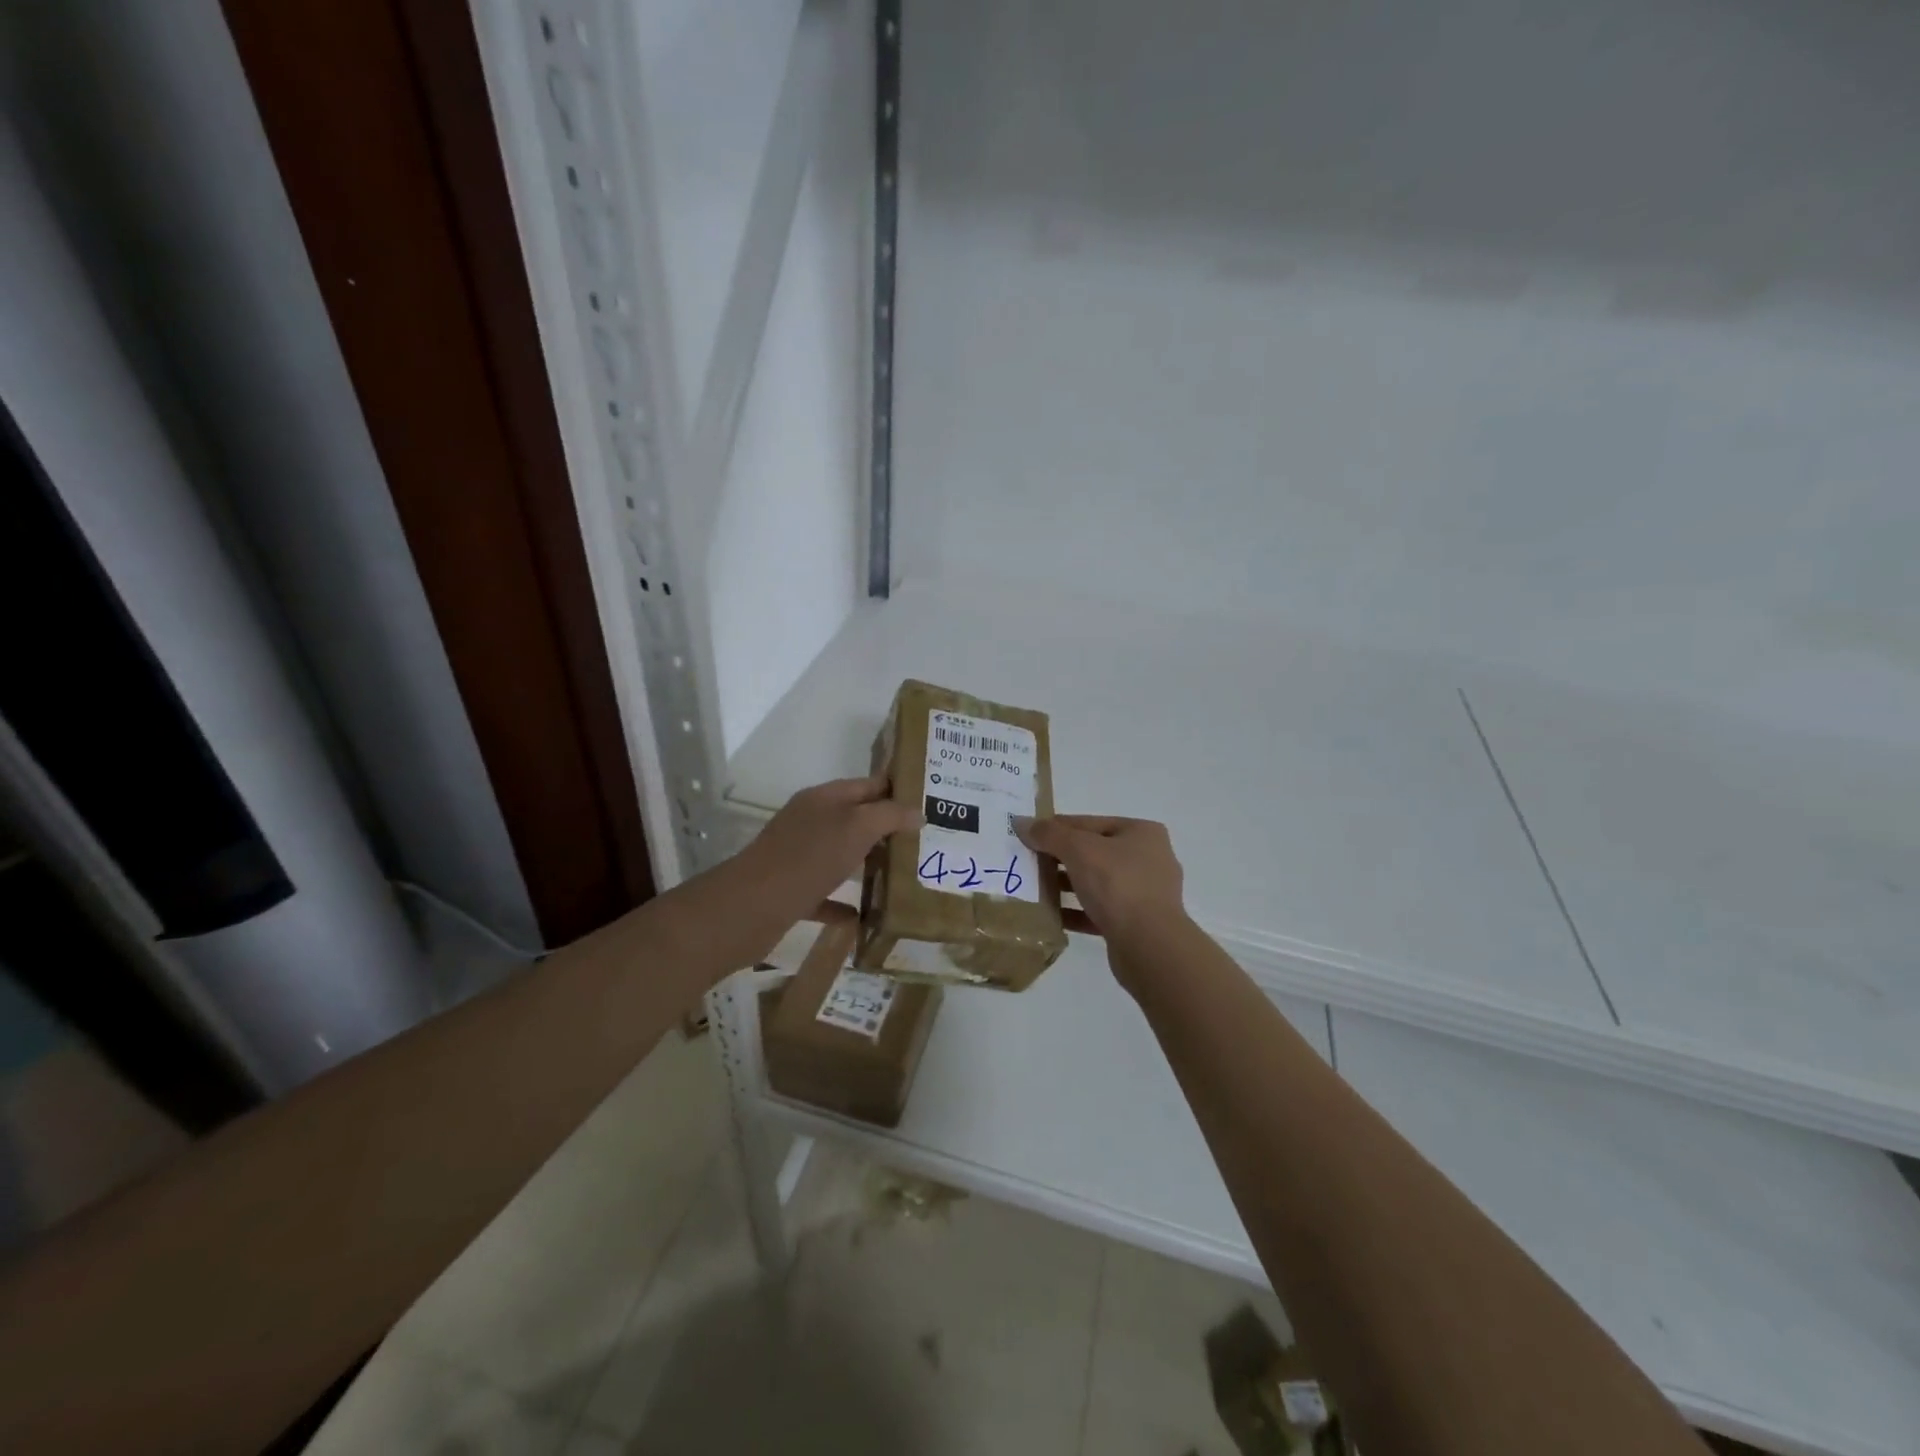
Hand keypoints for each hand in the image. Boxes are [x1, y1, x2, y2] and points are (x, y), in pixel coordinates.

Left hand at [732, 775, 920, 929]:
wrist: (751, 907)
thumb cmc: (809, 857)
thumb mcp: (858, 827)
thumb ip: (890, 816)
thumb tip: (918, 812)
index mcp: (824, 798)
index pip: (868, 784)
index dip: (898, 789)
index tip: (931, 801)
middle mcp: (810, 821)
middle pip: (855, 818)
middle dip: (887, 827)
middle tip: (925, 840)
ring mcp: (798, 856)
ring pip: (840, 854)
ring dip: (867, 862)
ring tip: (903, 874)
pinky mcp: (791, 891)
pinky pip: (824, 894)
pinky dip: (843, 903)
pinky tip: (865, 916)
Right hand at [1013, 815, 1186, 945]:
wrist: (1149, 945)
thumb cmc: (1117, 884)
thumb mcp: (1078, 850)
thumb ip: (1049, 834)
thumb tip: (1022, 823)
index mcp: (1142, 833)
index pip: (1090, 823)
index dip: (1057, 827)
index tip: (1029, 836)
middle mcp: (1149, 859)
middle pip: (1094, 852)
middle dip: (1061, 858)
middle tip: (1029, 863)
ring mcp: (1146, 893)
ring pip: (1097, 883)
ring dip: (1067, 885)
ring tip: (1036, 889)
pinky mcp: (1138, 924)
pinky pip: (1100, 911)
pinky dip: (1077, 911)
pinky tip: (1052, 916)